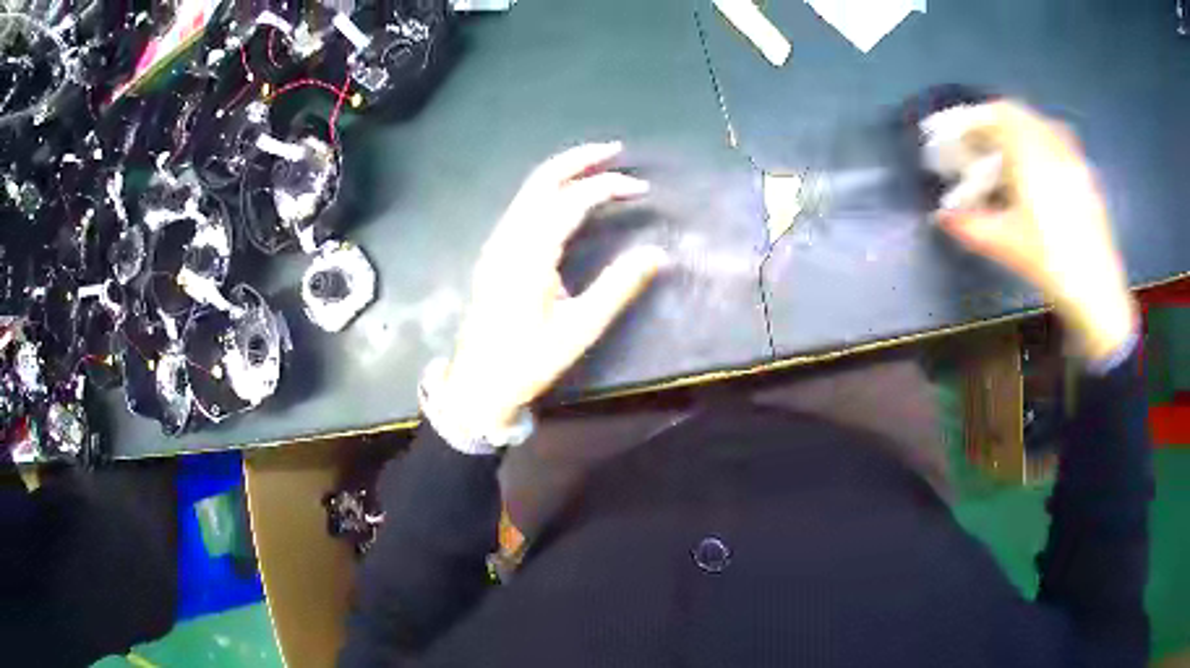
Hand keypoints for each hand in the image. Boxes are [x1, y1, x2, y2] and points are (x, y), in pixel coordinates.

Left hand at [434, 142, 667, 435]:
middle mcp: (509, 238)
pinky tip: (568, 195)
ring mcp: (498, 243)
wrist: (479, 382)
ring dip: (564, 171)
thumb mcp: (580, 328)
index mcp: (530, 254)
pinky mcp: (496, 252)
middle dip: (579, 159)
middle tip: (615, 150)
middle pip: (542, 181)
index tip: (640, 189)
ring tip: (598, 164)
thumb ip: (619, 287)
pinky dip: (550, 189)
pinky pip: (523, 205)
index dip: (607, 187)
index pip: (571, 201)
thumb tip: (658, 253)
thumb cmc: (529, 360)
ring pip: (530, 190)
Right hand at [929, 101, 1137, 361]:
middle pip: (1019, 114)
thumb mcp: (1007, 246)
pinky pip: (1058, 143)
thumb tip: (943, 218)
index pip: (997, 115)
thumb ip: (971, 225)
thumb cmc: (1051, 265)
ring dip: (1018, 131)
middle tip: (979, 146)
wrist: (1098, 295)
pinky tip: (1038, 172)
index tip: (957, 135)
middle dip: (994, 123)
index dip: (973, 119)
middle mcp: (1053, 146)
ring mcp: (1073, 160)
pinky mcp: (1086, 178)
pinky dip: (1040, 145)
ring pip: (1040, 125)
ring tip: (1007, 156)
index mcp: (1031, 154)